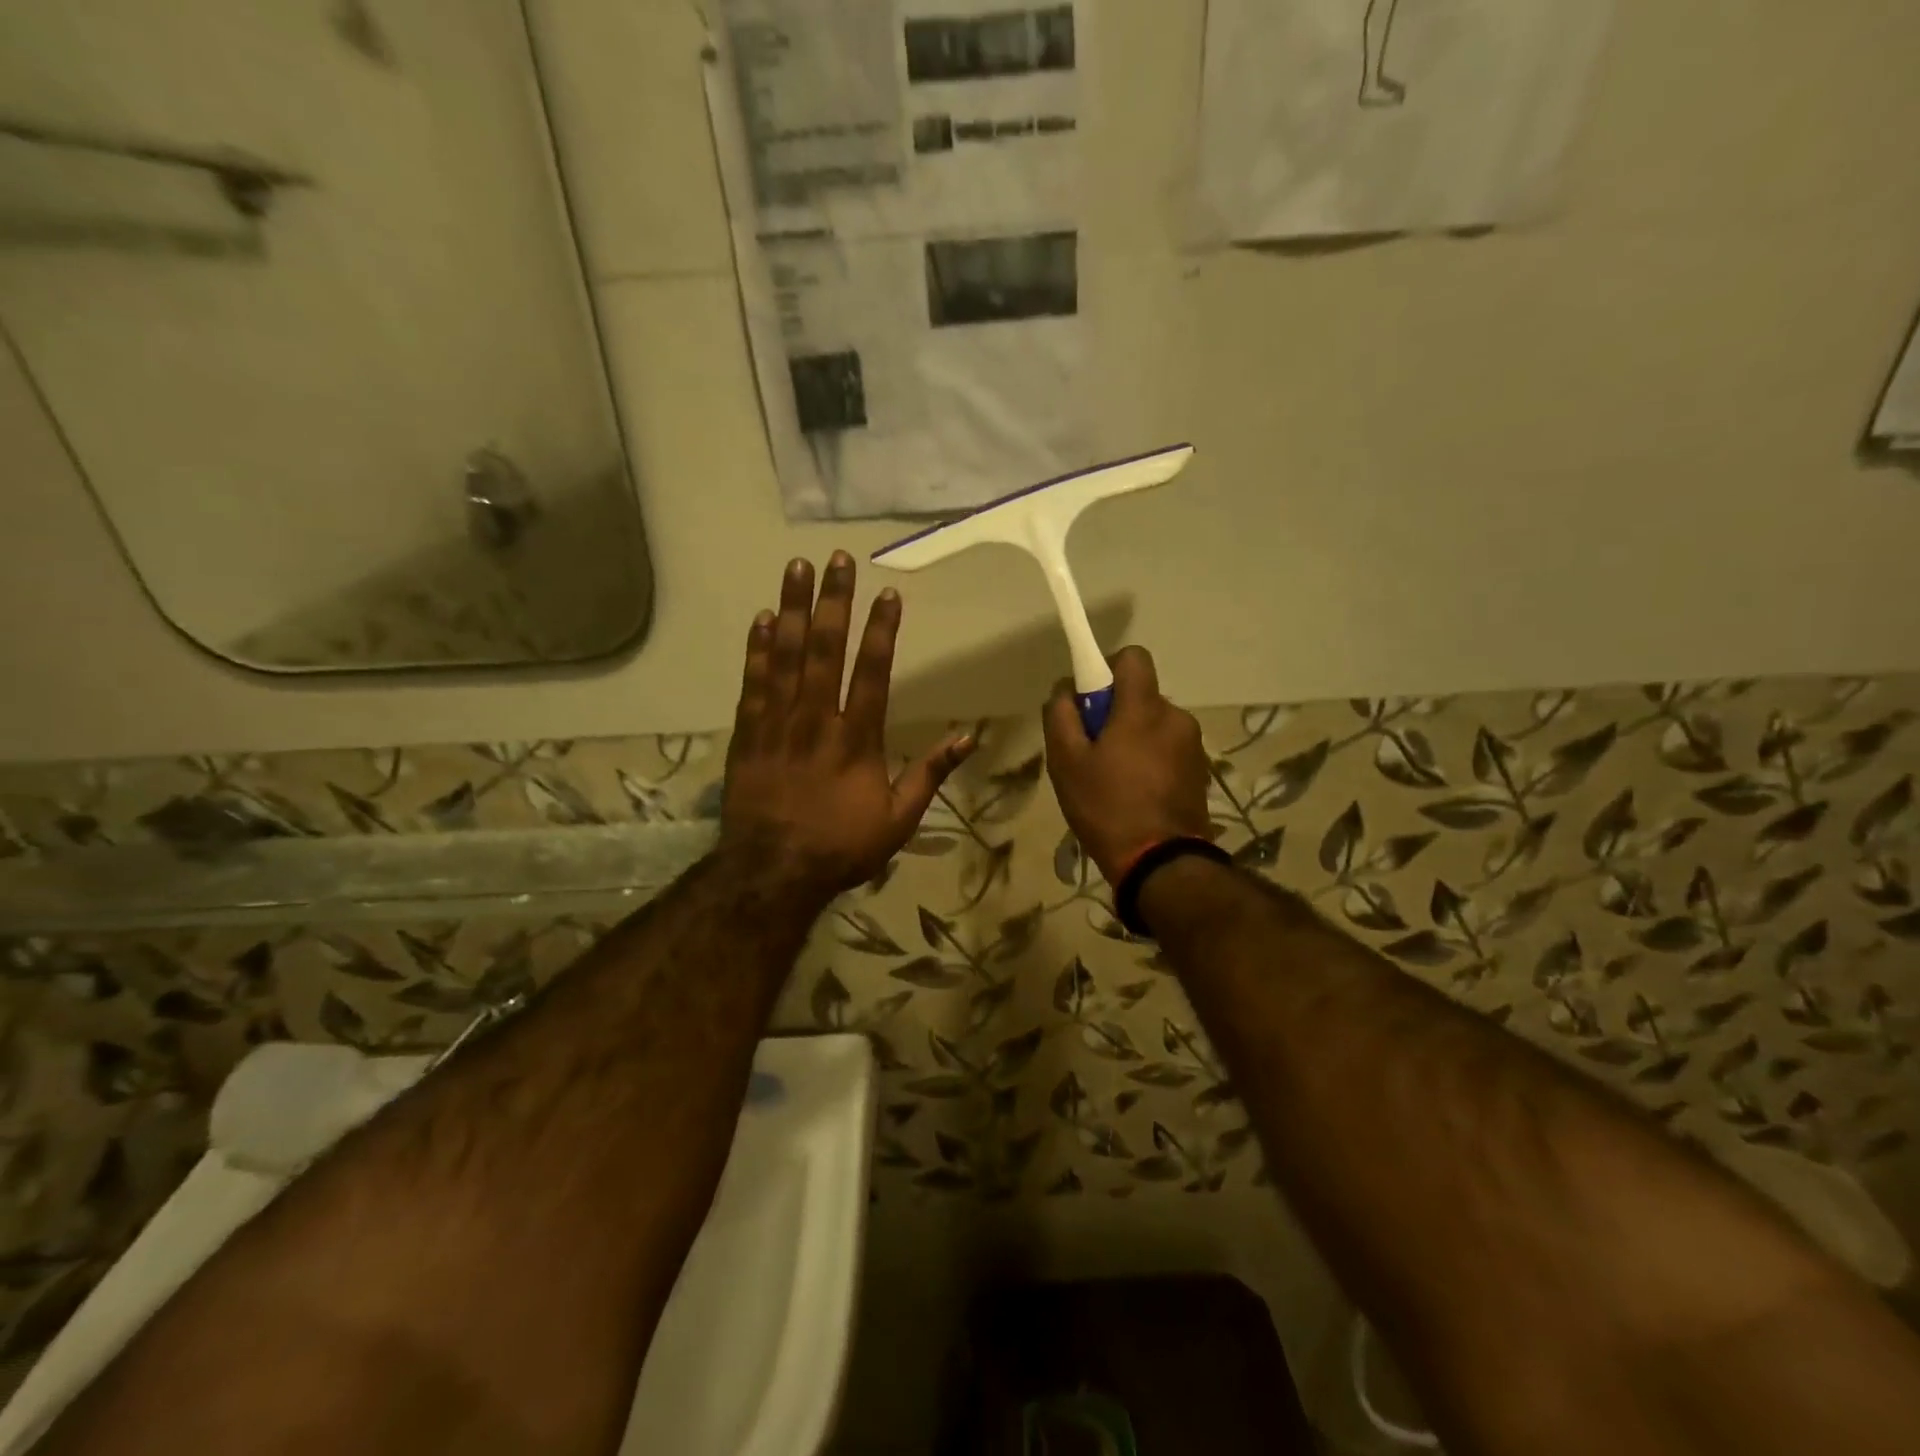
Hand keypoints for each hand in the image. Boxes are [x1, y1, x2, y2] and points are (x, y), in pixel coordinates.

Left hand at [721, 553, 973, 900]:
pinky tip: (761, 620)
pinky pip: (752, 684)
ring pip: (784, 656)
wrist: (773, 873)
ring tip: (795, 568)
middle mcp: (816, 720)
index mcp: (856, 738)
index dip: (881, 630)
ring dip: (791, 609)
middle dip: (833, 601)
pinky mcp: (747, 734)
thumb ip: (930, 774)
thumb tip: (968, 738)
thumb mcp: (899, 819)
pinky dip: (756, 650)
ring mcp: (777, 724)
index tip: (887, 594)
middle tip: (836, 560)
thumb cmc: (841, 846)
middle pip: (824, 649)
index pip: (872, 672)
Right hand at [1042, 646, 1212, 885]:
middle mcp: (1175, 717)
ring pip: (1154, 725)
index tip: (1090, 700)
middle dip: (1116, 713)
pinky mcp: (1200, 772)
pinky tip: (1135, 794)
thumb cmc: (1107, 807)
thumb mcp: (1066, 762)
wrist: (1161, 863)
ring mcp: (1193, 746)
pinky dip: (1150, 760)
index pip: (1133, 657)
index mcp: (1143, 708)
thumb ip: (1060, 715)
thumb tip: (1065, 690)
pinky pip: (1168, 750)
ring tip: (1113, 779)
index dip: (1107, 668)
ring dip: (1134, 739)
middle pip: (1140, 696)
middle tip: (1092, 751)